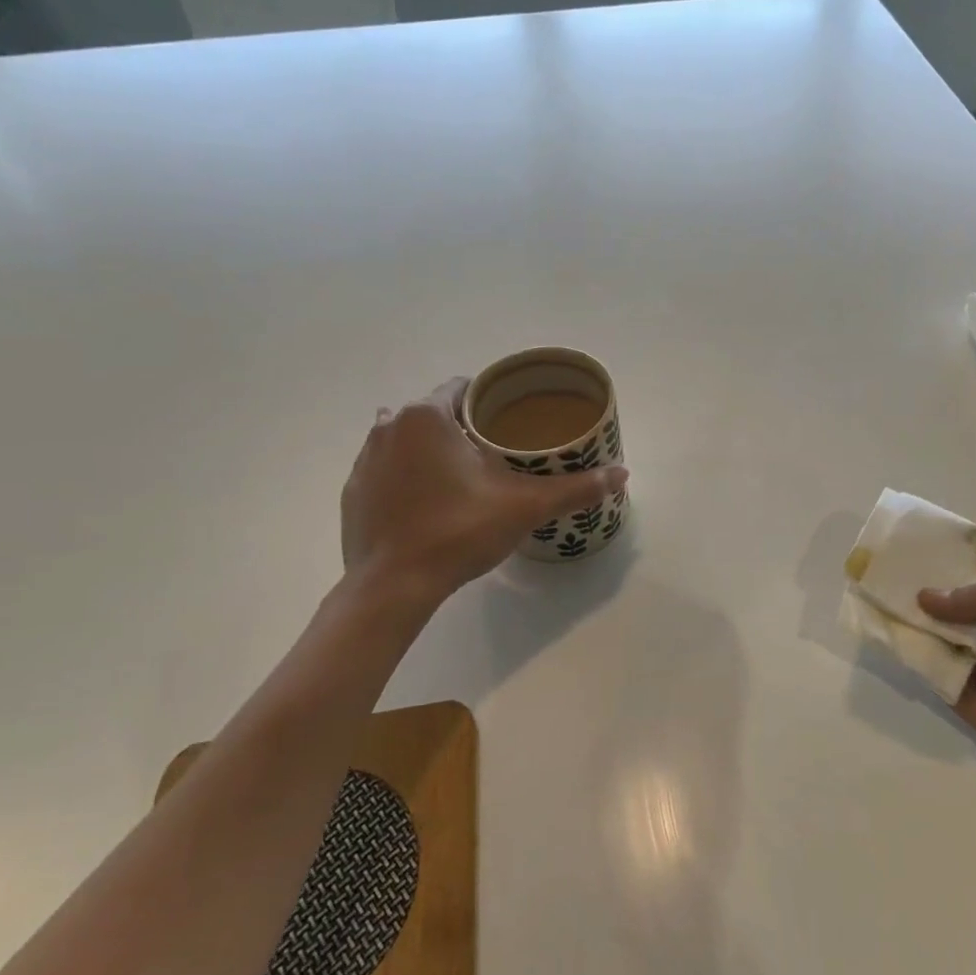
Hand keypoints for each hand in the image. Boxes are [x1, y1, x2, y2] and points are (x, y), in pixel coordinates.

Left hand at [340, 378, 627, 605]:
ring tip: (460, 479)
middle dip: (460, 427)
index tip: (508, 420)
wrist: (392, 587)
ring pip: (406, 439)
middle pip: (433, 413)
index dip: (488, 400)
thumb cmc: (458, 532)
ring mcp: (364, 459)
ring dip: (430, 450)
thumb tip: (623, 473)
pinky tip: (427, 504)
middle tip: (493, 455)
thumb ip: (574, 488)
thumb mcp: (524, 508)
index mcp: (426, 416)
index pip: (462, 388)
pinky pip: (385, 470)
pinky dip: (406, 477)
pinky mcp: (352, 492)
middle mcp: (388, 426)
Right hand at [919, 583, 975, 863]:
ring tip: (895, 621)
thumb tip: (931, 594)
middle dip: (945, 614)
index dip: (965, 588)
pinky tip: (913, 659)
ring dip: (937, 645)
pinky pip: (966, 699)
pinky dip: (941, 680)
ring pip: (969, 663)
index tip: (923, 572)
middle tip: (897, 595)